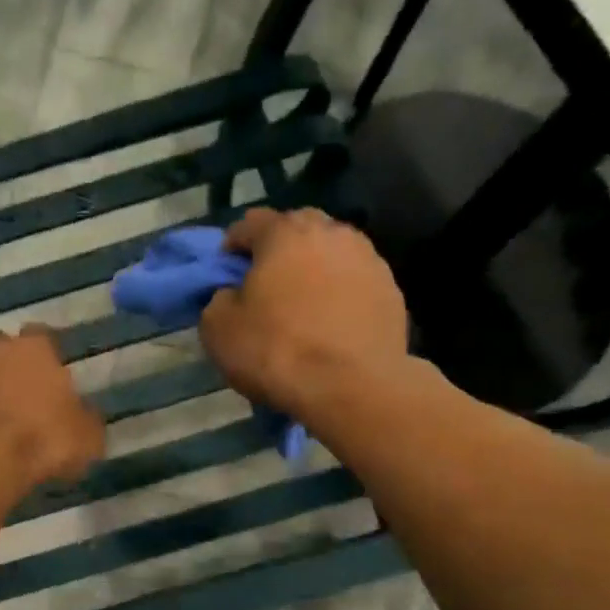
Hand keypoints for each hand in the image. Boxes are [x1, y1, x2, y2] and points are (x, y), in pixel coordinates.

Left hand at [0, 327, 104, 489]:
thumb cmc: (39, 445)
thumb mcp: (86, 438)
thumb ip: (86, 417)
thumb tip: (83, 413)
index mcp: (34, 348)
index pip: (44, 337)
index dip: (46, 359)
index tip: (49, 380)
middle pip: (0, 349)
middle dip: (6, 367)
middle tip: (13, 398)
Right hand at [200, 208, 412, 426]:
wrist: (352, 387)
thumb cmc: (276, 351)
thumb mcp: (218, 329)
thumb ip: (218, 300)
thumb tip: (231, 295)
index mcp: (285, 233)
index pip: (250, 223)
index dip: (232, 246)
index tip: (225, 274)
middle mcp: (331, 233)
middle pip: (297, 229)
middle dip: (278, 250)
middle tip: (266, 286)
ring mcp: (368, 259)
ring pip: (331, 254)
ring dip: (313, 271)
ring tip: (304, 306)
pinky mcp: (391, 290)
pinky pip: (354, 283)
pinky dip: (340, 295)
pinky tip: (331, 325)